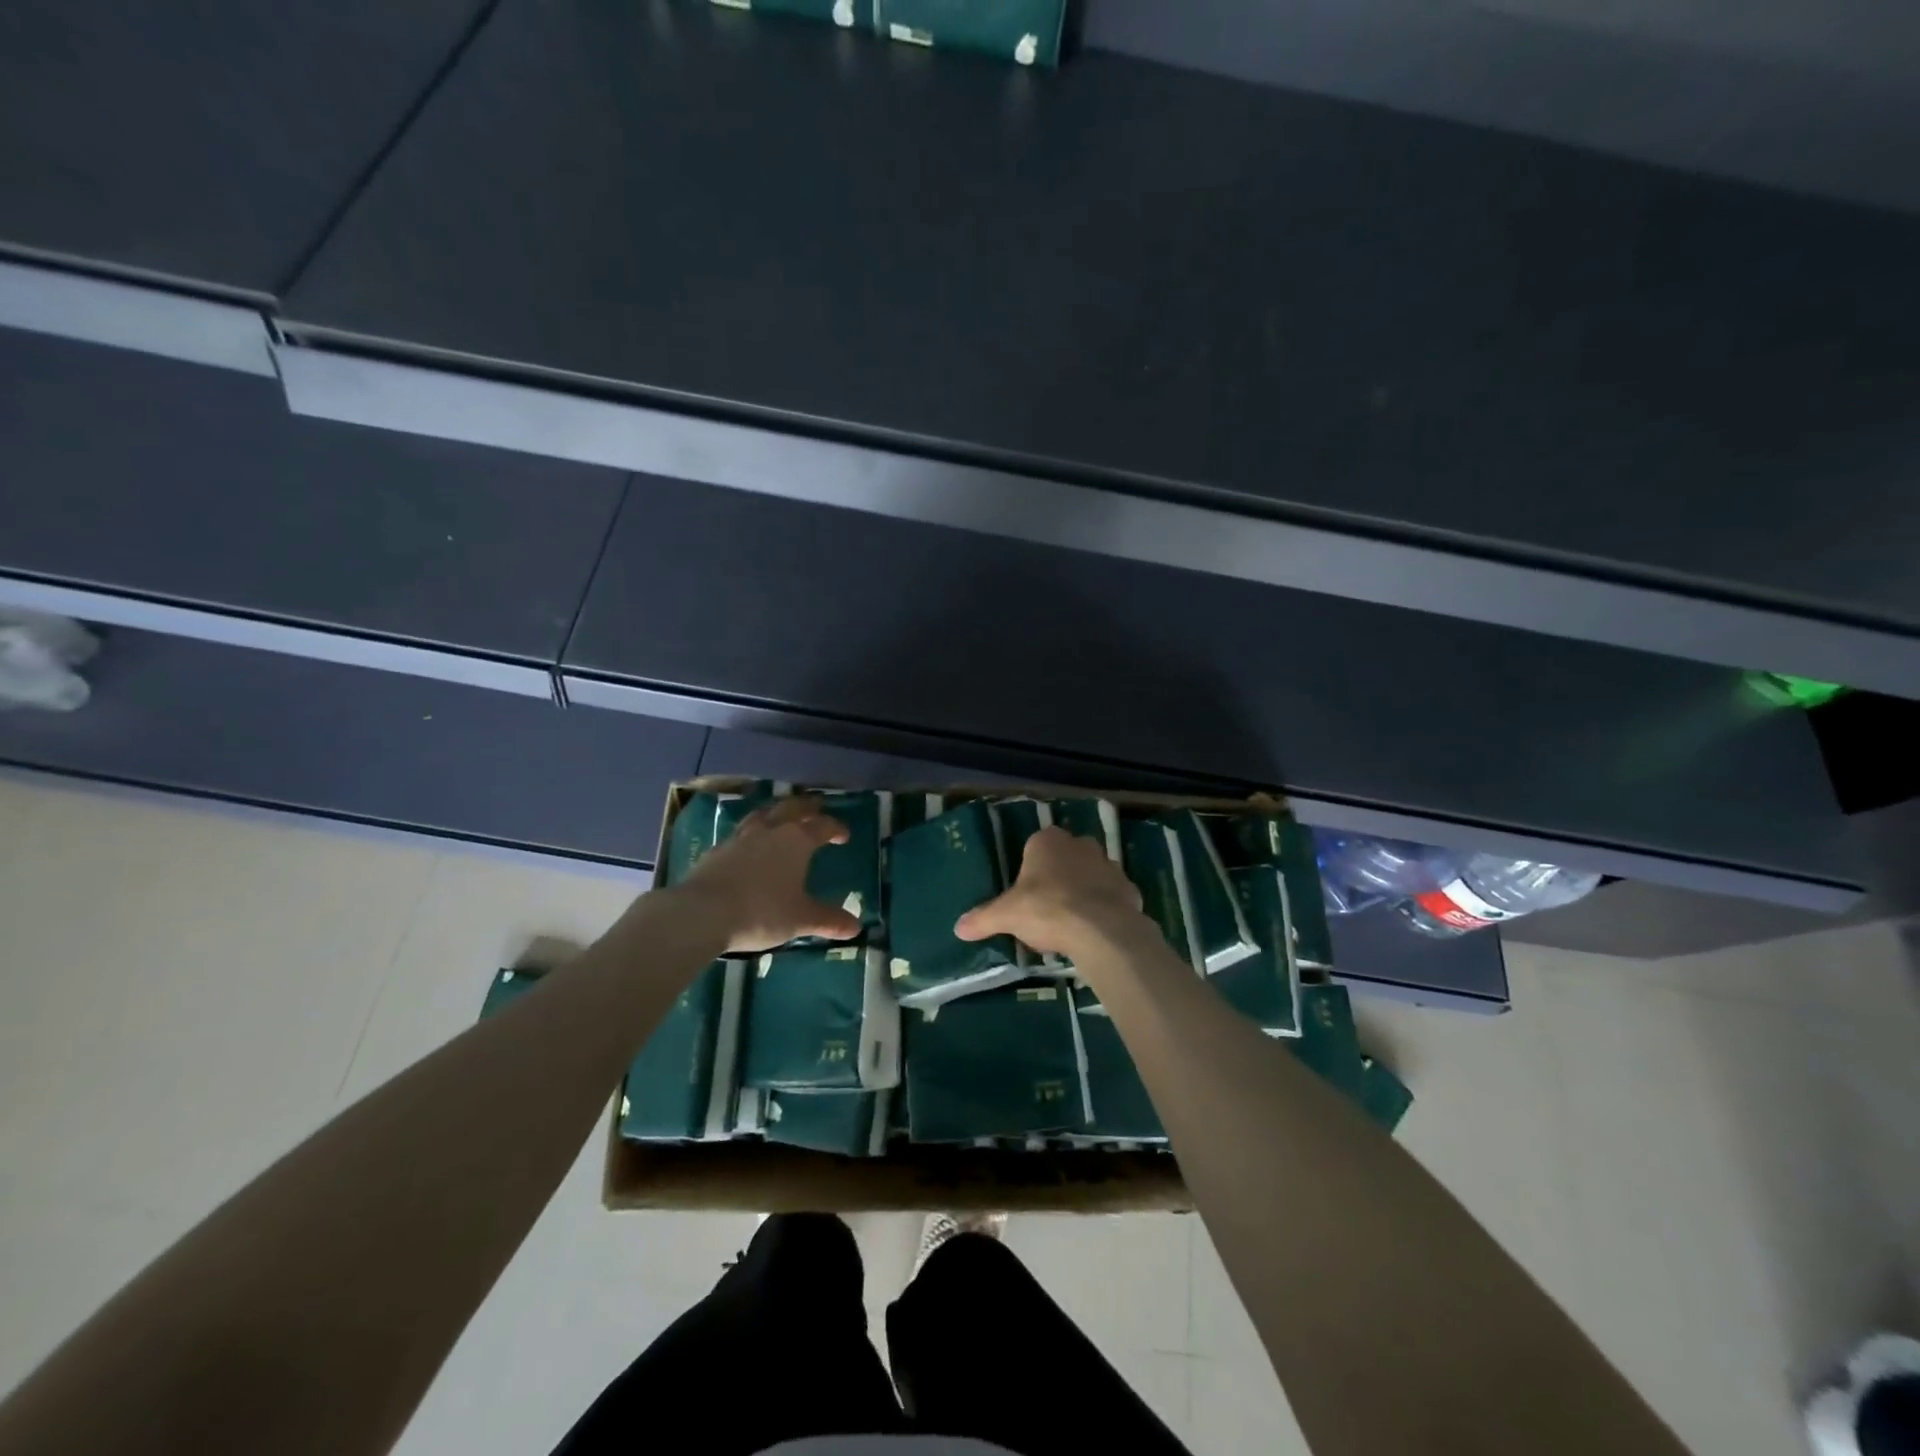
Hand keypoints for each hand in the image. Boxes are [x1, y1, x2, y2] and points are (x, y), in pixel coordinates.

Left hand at [674, 795, 861, 952]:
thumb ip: (828, 920)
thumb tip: (856, 927)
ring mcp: (740, 837)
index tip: (844, 835)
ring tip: (781, 816)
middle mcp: (770, 831)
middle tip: (816, 808)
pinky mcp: (717, 849)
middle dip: (807, 807)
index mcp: (796, 841)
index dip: (836, 828)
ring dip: (776, 812)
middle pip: (792, 808)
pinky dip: (751, 832)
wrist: (703, 912)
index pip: (822, 826)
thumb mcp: (800, 919)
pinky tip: (749, 844)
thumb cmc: (761, 912)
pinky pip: (740, 832)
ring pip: (763, 814)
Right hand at [954, 825, 1145, 958]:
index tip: (1025, 895)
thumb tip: (958, 928)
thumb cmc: (1047, 910)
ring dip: (1083, 890)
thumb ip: (983, 918)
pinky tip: (1096, 930)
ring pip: (1091, 874)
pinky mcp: (1129, 887)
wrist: (1101, 929)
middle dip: (1057, 877)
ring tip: (1071, 922)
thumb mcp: (1007, 915)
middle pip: (1064, 858)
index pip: (1034, 847)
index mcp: (1047, 841)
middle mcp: (1080, 844)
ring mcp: (1108, 864)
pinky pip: (1112, 895)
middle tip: (1046, 908)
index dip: (1029, 871)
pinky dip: (1105, 908)